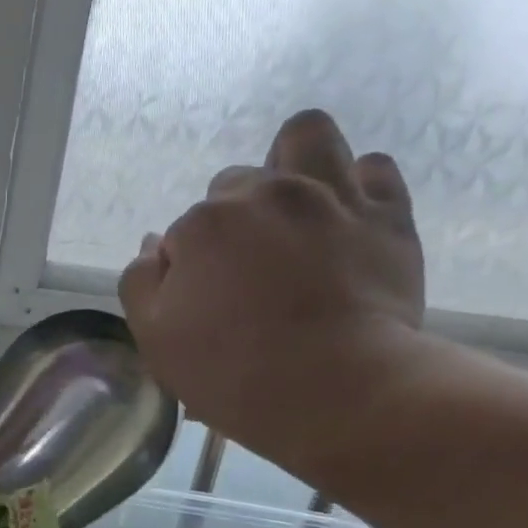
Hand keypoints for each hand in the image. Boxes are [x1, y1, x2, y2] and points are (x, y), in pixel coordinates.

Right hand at [118, 109, 428, 477]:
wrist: (337, 390)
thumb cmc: (233, 374)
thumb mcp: (156, 341)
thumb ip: (141, 284)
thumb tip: (154, 245)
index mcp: (204, 225)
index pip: (182, 234)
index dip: (187, 271)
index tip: (202, 308)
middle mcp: (265, 193)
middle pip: (234, 186)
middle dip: (232, 221)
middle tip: (245, 274)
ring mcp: (330, 195)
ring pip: (305, 137)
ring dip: (291, 164)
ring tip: (292, 209)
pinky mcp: (386, 214)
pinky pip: (373, 168)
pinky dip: (354, 187)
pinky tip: (343, 220)